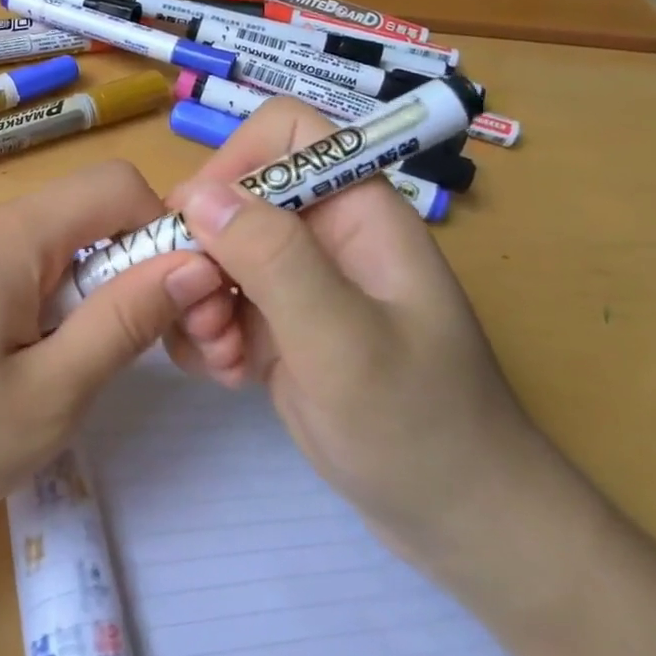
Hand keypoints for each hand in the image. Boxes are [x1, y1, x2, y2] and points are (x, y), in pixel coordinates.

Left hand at [0, 160, 227, 552]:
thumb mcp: (48, 397)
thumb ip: (125, 321)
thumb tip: (194, 263)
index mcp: (2, 235)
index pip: (113, 185)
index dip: (160, 231)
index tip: (166, 304)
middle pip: (69, 220)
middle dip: (108, 277)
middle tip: (100, 363)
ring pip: (28, 246)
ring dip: (59, 296)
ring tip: (33, 376)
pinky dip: (13, 300)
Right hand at [163, 97, 553, 567]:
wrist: (458, 522)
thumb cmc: (419, 425)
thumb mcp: (343, 340)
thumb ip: (273, 258)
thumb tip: (197, 193)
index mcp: (358, 211)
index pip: (285, 133)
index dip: (236, 161)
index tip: (198, 225)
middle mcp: (324, 235)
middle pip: (235, 198)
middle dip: (204, 252)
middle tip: (204, 314)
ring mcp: (299, 283)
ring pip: (216, 253)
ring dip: (200, 301)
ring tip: (223, 358)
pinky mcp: (280, 326)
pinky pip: (219, 302)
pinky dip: (209, 333)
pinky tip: (229, 375)